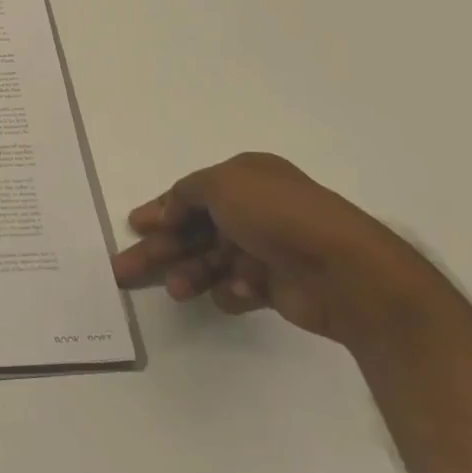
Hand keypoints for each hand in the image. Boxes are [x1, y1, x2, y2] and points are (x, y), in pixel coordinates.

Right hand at [112, 152, 428, 344]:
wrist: (346, 272)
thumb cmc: (278, 216)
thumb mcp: (221, 185)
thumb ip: (185, 194)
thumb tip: (167, 211)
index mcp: (246, 179)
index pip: (191, 194)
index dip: (161, 210)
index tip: (135, 227)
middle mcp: (256, 210)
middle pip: (194, 230)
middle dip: (161, 249)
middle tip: (124, 271)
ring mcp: (268, 249)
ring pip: (212, 261)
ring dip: (190, 274)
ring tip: (177, 291)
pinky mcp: (279, 286)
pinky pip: (239, 287)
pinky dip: (231, 291)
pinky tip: (236, 293)